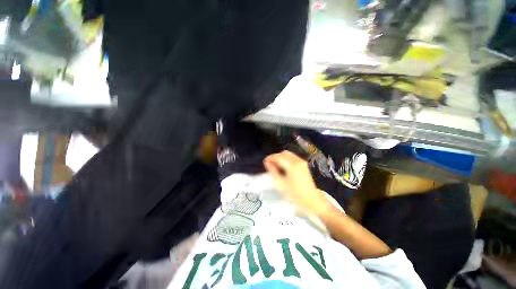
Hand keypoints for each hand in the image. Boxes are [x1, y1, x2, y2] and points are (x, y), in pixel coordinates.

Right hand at [264, 150, 328, 214]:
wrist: (312, 201)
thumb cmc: (295, 195)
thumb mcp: (281, 184)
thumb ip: (272, 171)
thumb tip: (267, 162)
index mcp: (292, 165)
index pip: (278, 157)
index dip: (270, 158)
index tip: (264, 162)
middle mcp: (298, 160)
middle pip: (283, 153)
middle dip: (275, 157)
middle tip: (269, 164)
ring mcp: (302, 162)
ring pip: (288, 154)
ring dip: (280, 157)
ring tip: (274, 165)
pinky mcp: (304, 164)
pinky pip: (292, 157)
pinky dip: (285, 159)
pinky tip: (282, 166)